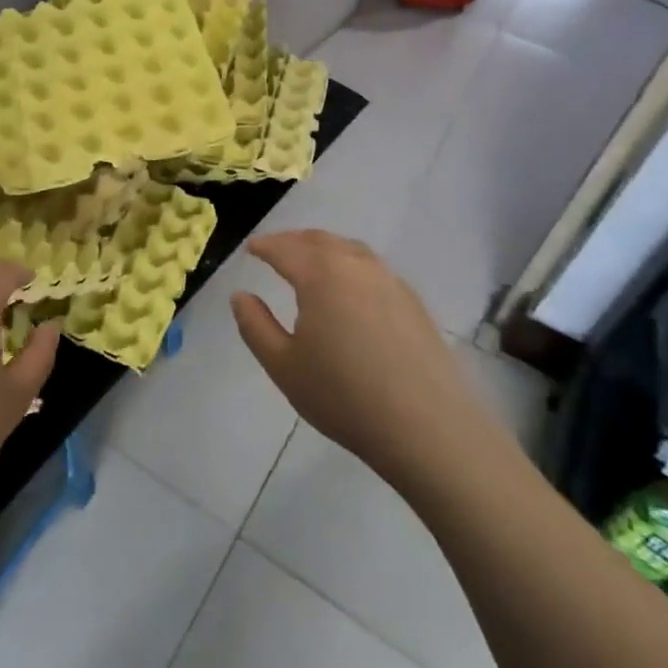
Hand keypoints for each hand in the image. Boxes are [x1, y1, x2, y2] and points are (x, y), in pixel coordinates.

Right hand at [232, 231, 474, 490]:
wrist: (427, 427)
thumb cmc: (343, 395)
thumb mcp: (283, 366)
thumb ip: (255, 326)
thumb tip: (240, 296)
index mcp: (320, 274)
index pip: (285, 248)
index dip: (264, 246)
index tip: (250, 249)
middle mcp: (356, 265)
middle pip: (319, 240)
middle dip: (293, 241)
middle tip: (275, 250)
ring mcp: (390, 280)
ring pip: (350, 249)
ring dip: (324, 249)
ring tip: (310, 263)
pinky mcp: (413, 302)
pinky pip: (372, 268)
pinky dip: (350, 264)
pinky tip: (349, 289)